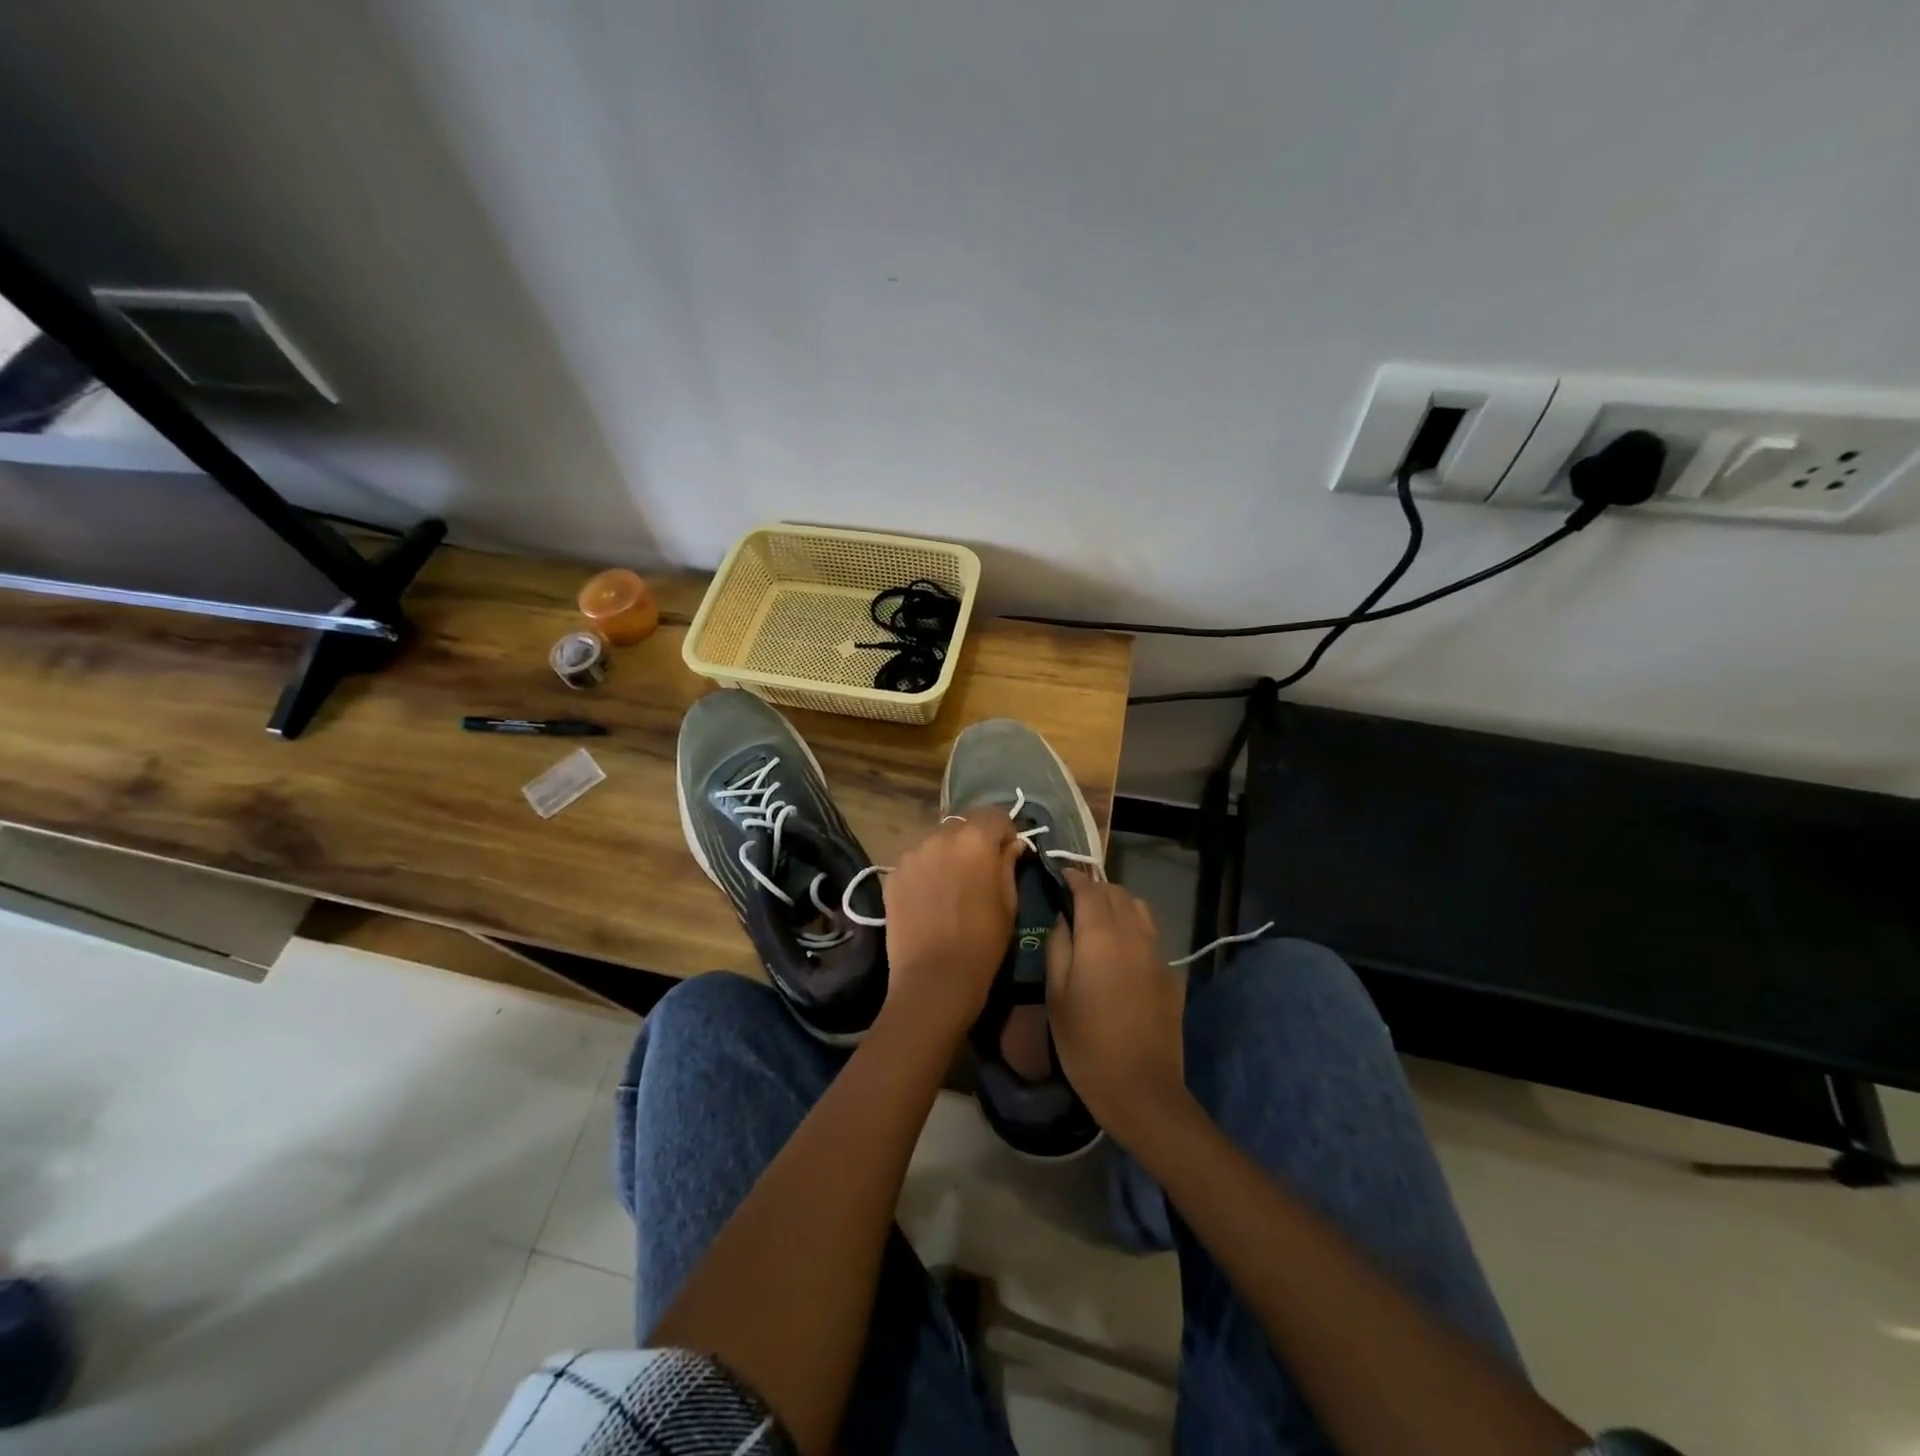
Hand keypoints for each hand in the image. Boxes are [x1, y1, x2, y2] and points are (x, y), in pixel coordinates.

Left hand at [880, 809, 1022, 1044]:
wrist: (934, 978)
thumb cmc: (983, 942)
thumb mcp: (1009, 902)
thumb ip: (1008, 864)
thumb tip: (1010, 845)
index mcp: (975, 839)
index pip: (995, 815)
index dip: (1006, 832)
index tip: (1008, 854)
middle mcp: (940, 836)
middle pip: (963, 823)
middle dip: (975, 840)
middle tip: (981, 869)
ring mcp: (912, 853)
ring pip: (937, 841)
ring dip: (949, 854)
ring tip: (952, 886)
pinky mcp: (893, 873)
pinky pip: (917, 861)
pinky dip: (927, 870)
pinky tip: (931, 898)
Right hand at [1046, 871, 1189, 1145]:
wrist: (1141, 1088)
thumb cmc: (1086, 1043)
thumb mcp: (1056, 995)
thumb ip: (1058, 946)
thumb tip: (1063, 918)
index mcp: (1100, 936)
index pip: (1088, 888)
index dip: (1073, 876)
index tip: (1059, 874)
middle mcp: (1133, 934)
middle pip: (1116, 892)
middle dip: (1094, 887)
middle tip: (1073, 898)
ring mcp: (1157, 953)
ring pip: (1138, 908)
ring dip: (1117, 903)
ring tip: (1098, 918)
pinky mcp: (1170, 973)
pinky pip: (1151, 933)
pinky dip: (1133, 926)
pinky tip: (1120, 948)